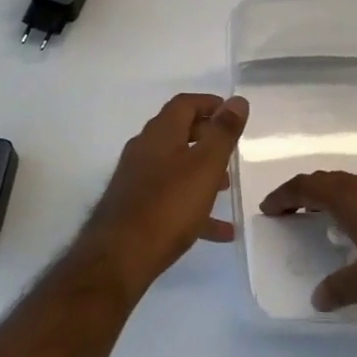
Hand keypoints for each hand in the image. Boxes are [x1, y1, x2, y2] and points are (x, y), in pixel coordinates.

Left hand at [75, 93, 249, 296]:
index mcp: (160, 133)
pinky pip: (170, 198)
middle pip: (178, 133)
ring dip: (201, 172)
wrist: (119, 256)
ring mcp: (136, 179)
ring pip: (175, 167)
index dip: (209, 103)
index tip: (232, 112)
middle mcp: (144, 150)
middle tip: (231, 148)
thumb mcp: (206, 166)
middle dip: (206, 137)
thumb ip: (223, 133)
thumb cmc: (168, 205)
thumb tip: (237, 100)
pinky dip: (194, 206)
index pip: (184, 104)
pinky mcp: (135, 207)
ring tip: (227, 187)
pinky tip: (220, 230)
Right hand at [257, 172, 356, 314]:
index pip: (307, 186)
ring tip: (322, 218)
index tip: (269, 209)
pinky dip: (354, 203)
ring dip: (331, 197)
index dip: (284, 196)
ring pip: (352, 185)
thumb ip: (340, 288)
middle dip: (304, 193)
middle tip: (289, 211)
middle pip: (328, 180)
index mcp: (351, 198)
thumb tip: (318, 299)